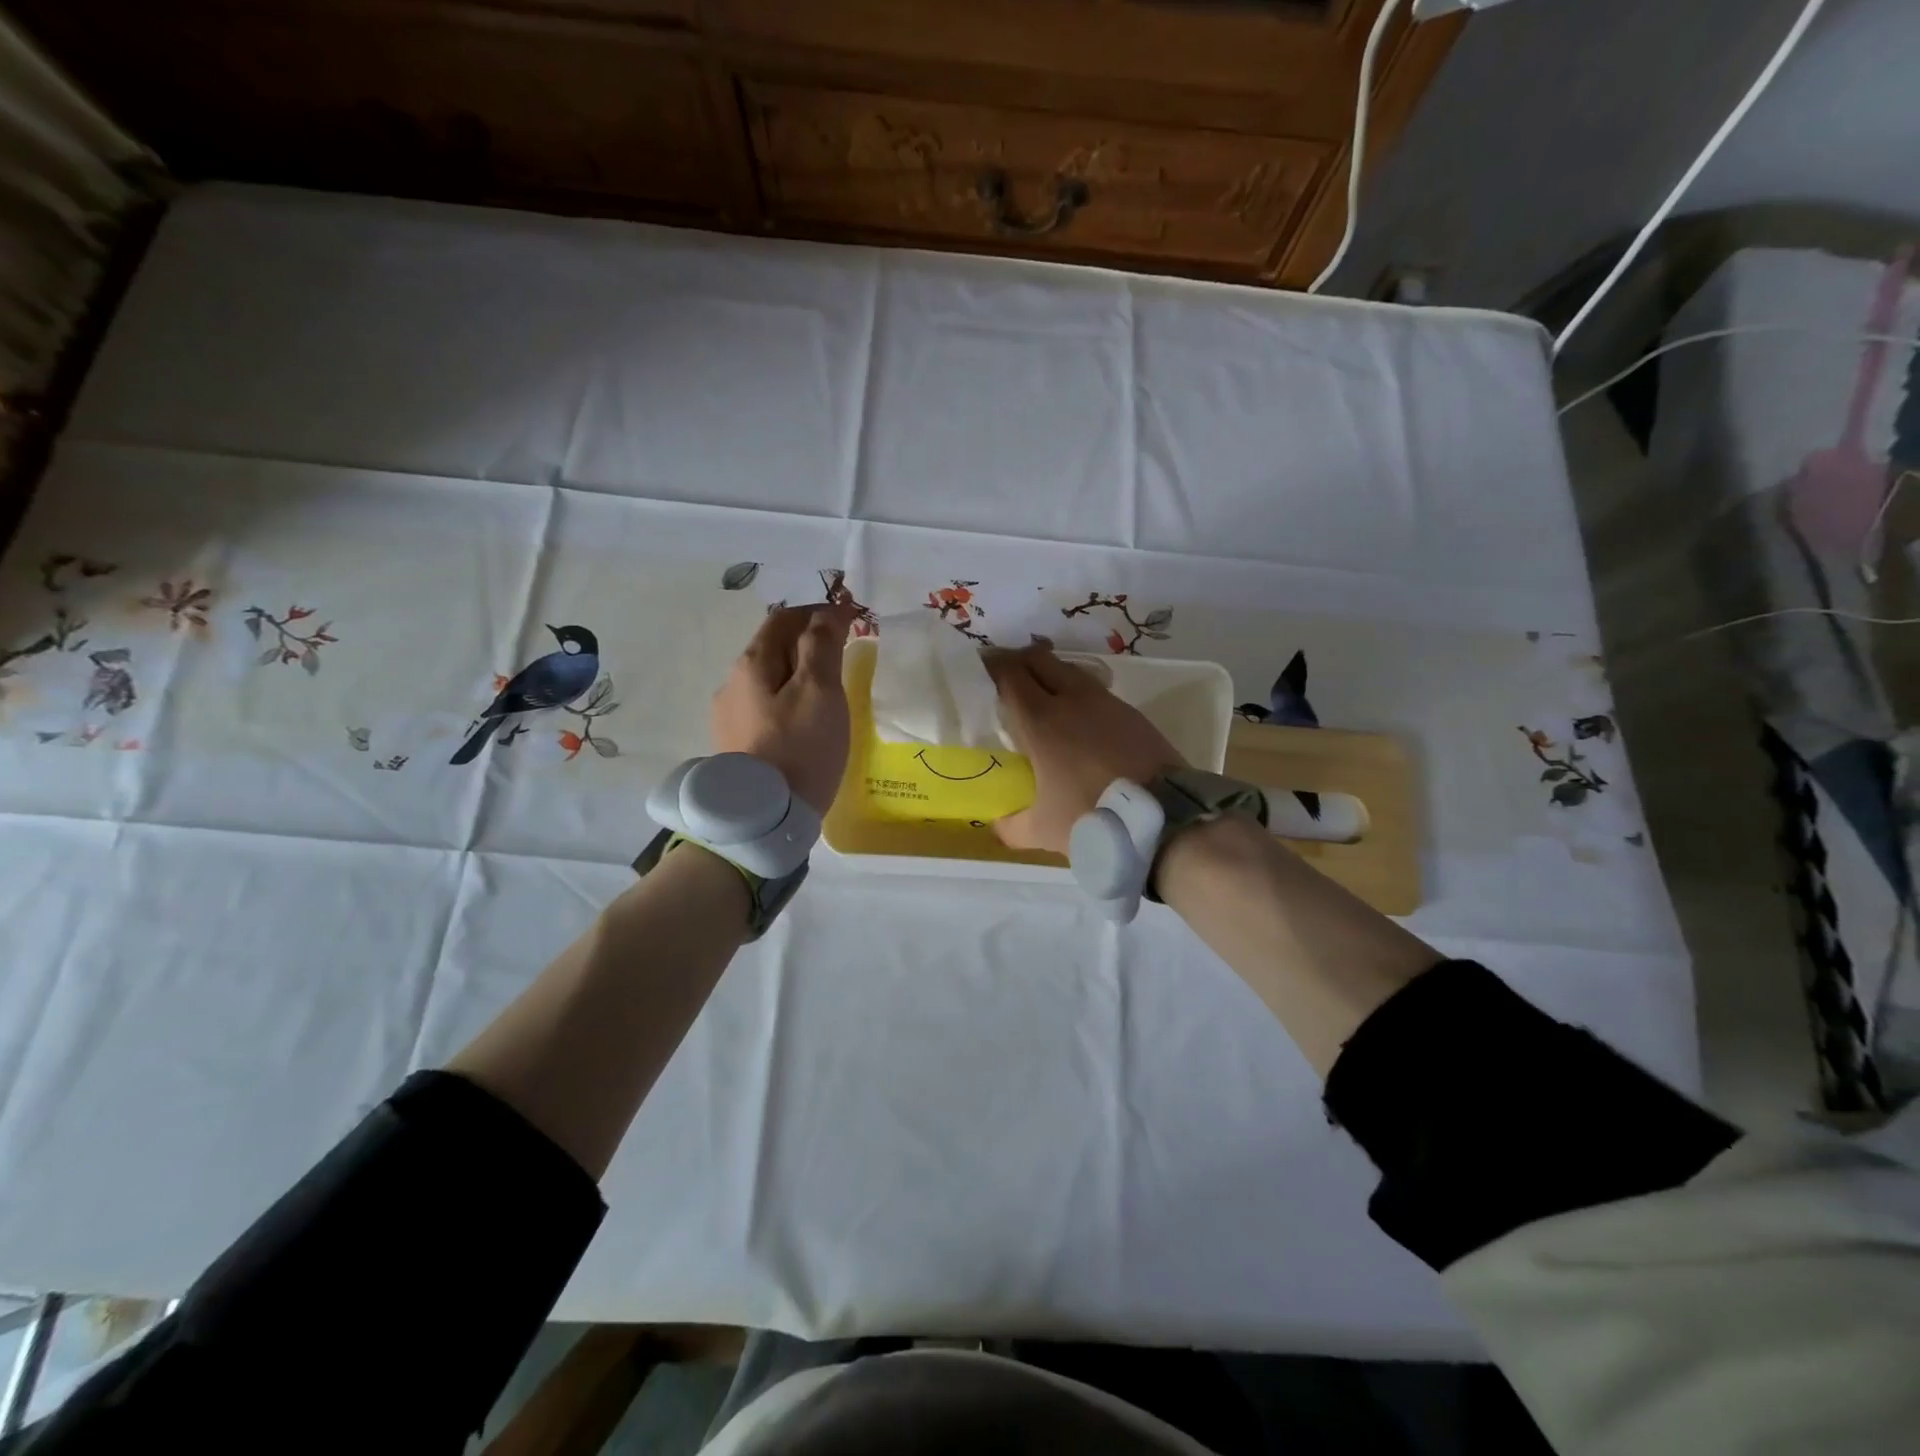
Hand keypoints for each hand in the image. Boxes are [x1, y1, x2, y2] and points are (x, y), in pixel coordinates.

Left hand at [711, 604, 857, 814]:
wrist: (762, 818)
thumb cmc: (799, 748)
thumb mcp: (820, 690)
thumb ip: (822, 645)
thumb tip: (827, 612)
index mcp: (752, 663)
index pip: (784, 618)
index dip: (817, 611)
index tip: (851, 618)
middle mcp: (732, 683)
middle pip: (772, 647)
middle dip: (807, 640)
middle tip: (844, 650)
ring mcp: (729, 716)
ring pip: (768, 679)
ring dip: (797, 671)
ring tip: (828, 688)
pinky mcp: (735, 744)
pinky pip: (765, 707)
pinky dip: (788, 698)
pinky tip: (805, 721)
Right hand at [987, 645, 1184, 853]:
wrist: (1165, 818)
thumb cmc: (1093, 818)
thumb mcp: (1042, 831)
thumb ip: (1011, 825)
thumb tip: (998, 821)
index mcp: (1040, 721)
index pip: (1009, 675)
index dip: (991, 666)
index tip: (979, 668)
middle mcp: (1071, 700)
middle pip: (1039, 659)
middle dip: (1018, 661)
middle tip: (1006, 679)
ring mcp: (1106, 702)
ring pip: (1070, 670)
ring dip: (1051, 674)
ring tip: (1042, 697)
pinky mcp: (1132, 713)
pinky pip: (1096, 691)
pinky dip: (1078, 695)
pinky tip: (1079, 719)